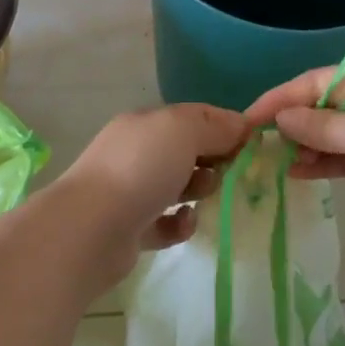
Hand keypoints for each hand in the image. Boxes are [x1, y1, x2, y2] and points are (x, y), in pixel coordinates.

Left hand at [55, 104, 248, 286]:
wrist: (91, 228)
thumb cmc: (140, 168)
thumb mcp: (183, 131)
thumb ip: (214, 126)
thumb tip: (241, 125)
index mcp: (146, 123)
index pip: (194, 116)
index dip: (225, 125)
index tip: (253, 142)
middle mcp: (137, 152)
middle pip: (187, 150)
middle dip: (214, 159)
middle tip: (231, 172)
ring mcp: (132, 191)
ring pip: (178, 185)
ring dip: (199, 189)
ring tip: (205, 196)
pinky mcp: (132, 228)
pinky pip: (167, 222)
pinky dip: (181, 223)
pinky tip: (186, 223)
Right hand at [243, 66, 344, 235]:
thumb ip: (322, 127)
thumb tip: (281, 119)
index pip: (316, 82)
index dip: (281, 98)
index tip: (248, 118)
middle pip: (323, 107)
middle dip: (292, 125)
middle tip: (257, 145)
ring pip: (333, 135)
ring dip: (306, 148)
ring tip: (274, 164)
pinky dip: (325, 164)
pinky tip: (299, 174)